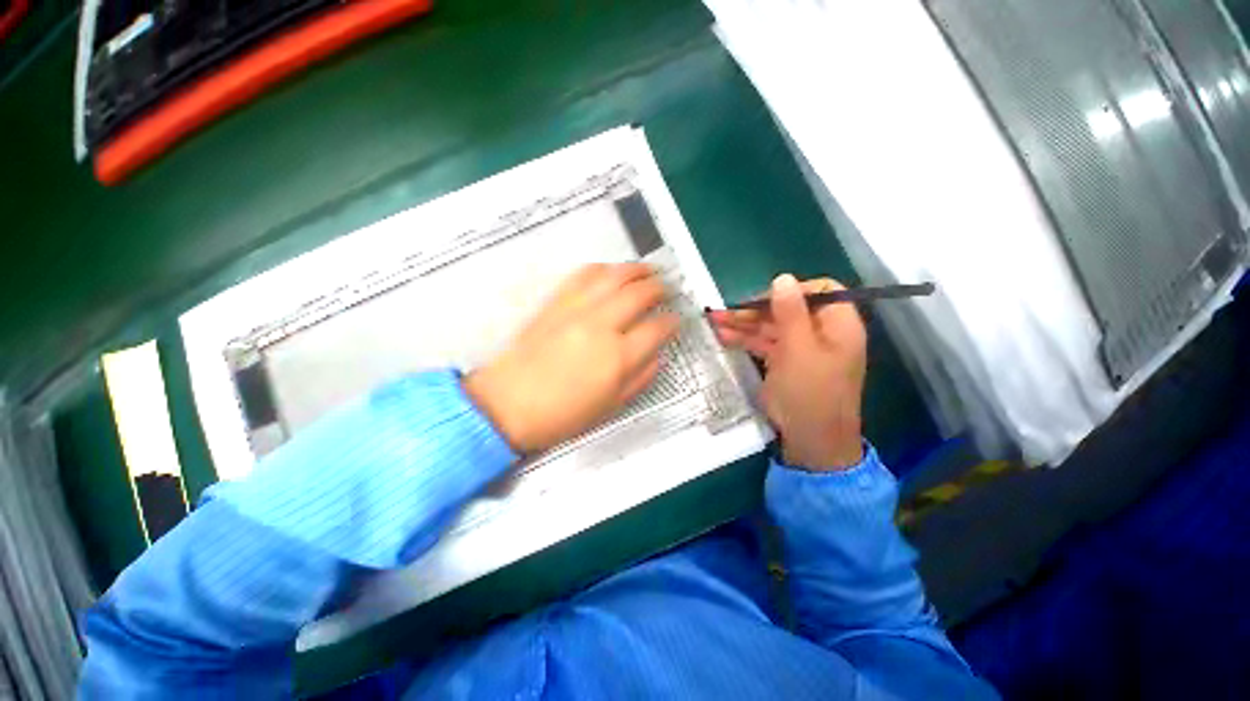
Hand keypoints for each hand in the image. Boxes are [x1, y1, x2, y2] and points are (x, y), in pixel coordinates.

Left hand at [464, 263, 679, 453]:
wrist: (509, 403)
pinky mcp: (556, 303)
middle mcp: (601, 326)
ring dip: (636, 269)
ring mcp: (577, 310)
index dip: (672, 321)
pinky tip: (611, 271)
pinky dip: (602, 268)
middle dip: (660, 288)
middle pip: (639, 294)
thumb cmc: (563, 414)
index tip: (676, 319)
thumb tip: (657, 354)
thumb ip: (641, 377)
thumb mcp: (611, 406)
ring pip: (614, 276)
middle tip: (667, 289)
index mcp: (618, 357)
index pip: (657, 328)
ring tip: (647, 270)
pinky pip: (583, 275)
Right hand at [710, 274, 866, 469]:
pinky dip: (746, 339)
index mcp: (838, 324)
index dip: (791, 290)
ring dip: (744, 324)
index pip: (820, 290)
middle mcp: (820, 332)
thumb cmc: (810, 392)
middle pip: (788, 309)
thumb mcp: (799, 349)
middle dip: (755, 309)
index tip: (764, 300)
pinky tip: (723, 336)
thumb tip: (782, 278)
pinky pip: (765, 343)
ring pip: (772, 326)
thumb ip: (790, 312)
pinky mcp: (785, 362)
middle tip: (726, 312)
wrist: (810, 441)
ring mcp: (801, 348)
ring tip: (714, 322)